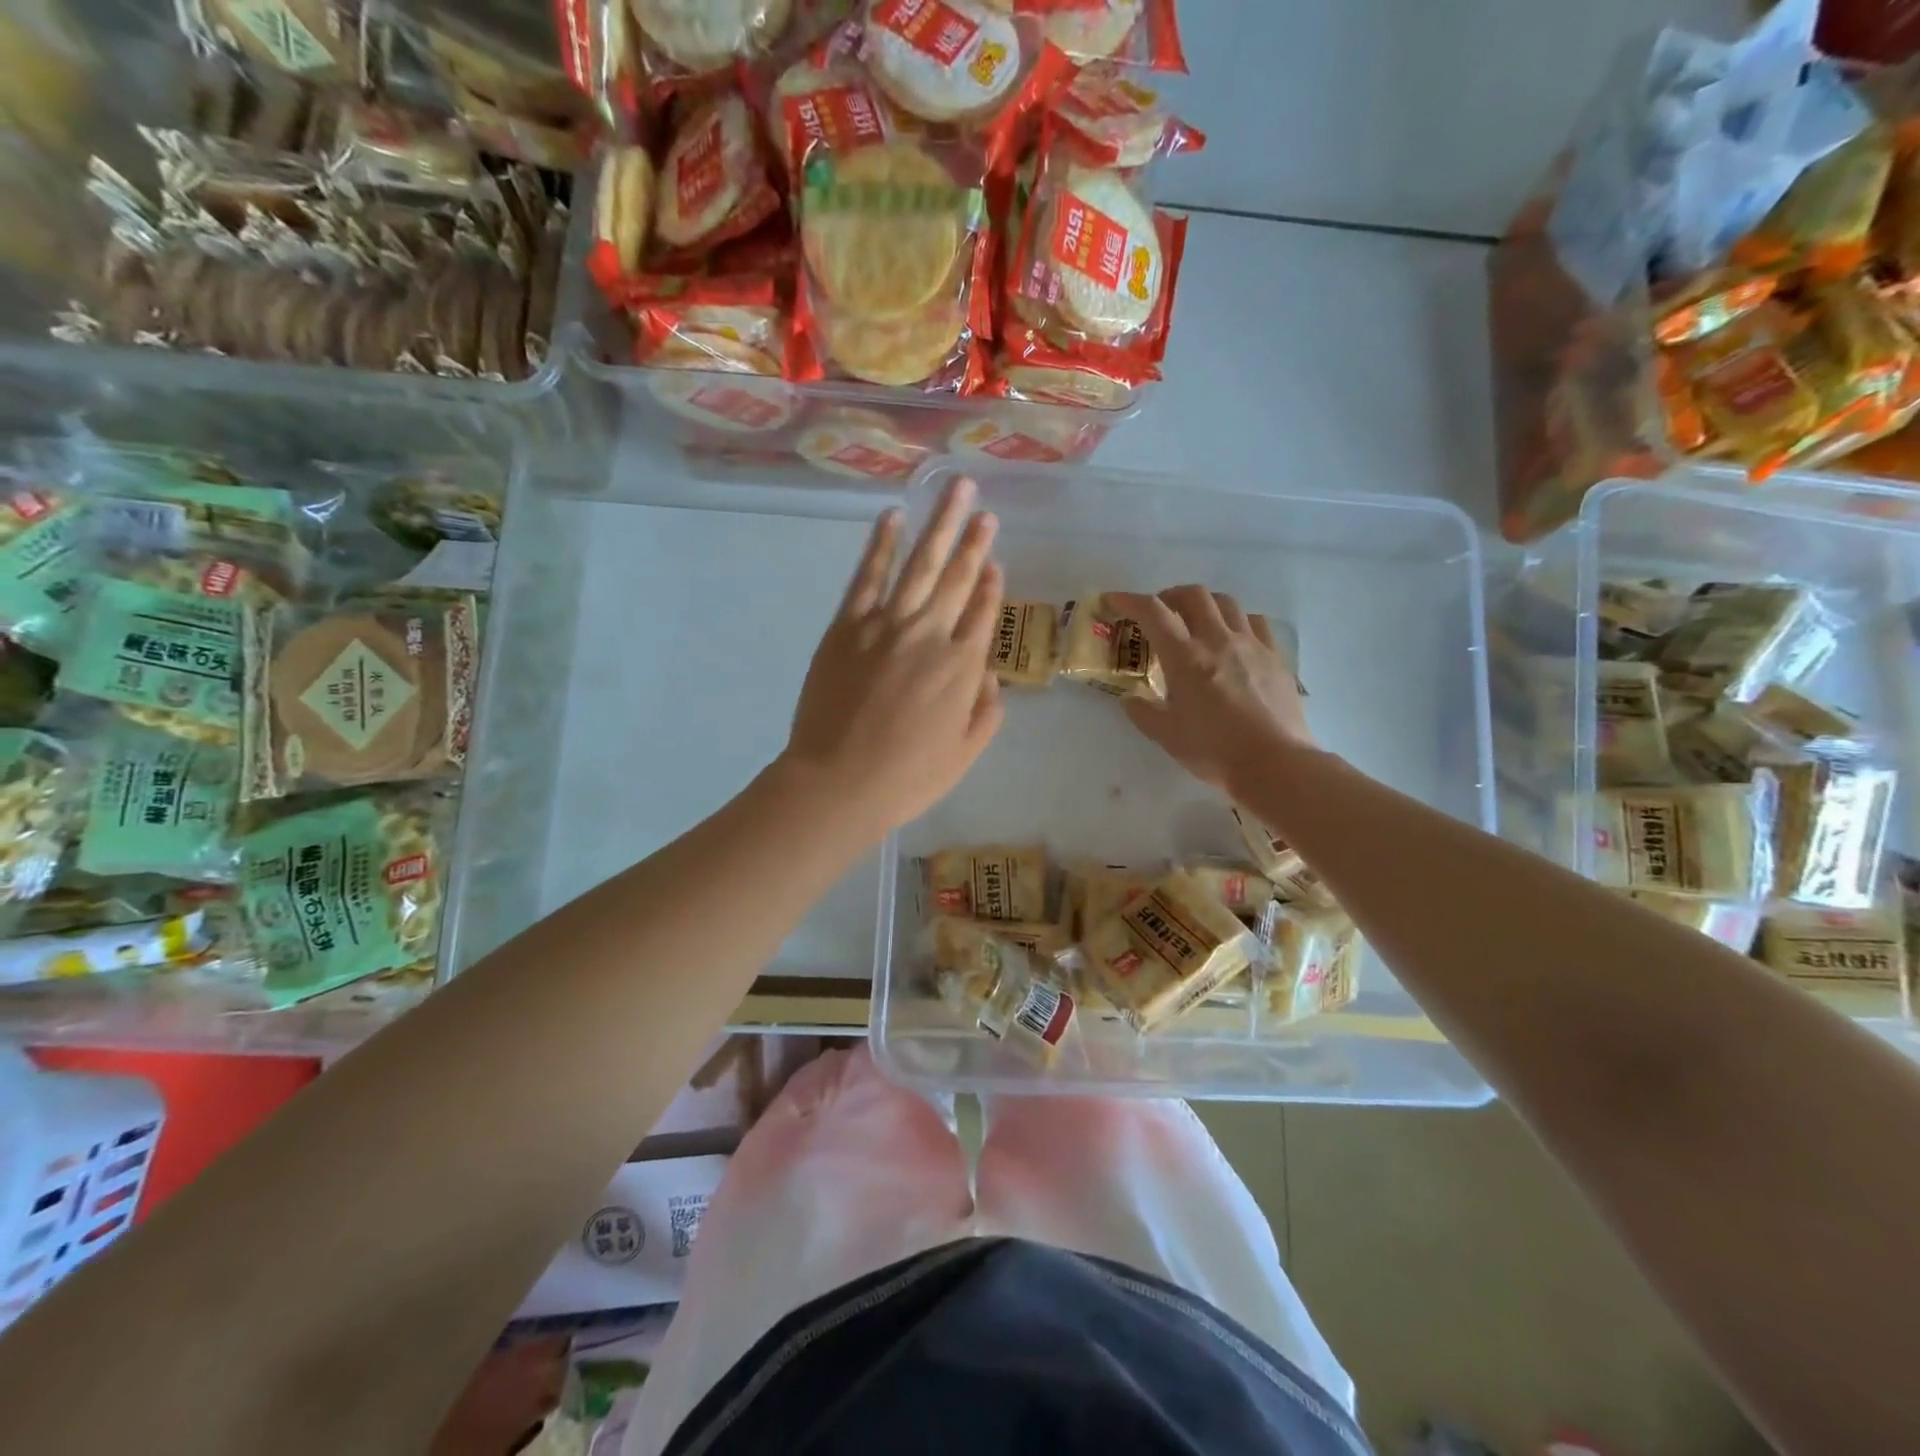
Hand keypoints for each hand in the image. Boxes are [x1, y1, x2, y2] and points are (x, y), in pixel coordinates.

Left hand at [783, 477, 1004, 836]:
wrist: (838, 782)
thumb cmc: (907, 777)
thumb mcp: (965, 754)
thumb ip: (986, 710)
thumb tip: (988, 672)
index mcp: (962, 667)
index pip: (983, 612)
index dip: (991, 583)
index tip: (995, 559)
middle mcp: (930, 633)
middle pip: (957, 577)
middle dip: (973, 539)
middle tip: (983, 507)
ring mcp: (885, 624)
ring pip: (920, 564)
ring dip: (940, 525)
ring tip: (955, 490)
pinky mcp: (847, 625)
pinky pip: (867, 575)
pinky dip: (881, 544)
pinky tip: (892, 518)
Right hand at [1108, 586, 1314, 794]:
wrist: (1275, 764)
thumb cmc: (1214, 750)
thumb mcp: (1166, 735)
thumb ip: (1143, 712)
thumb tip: (1130, 699)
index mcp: (1185, 657)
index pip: (1153, 612)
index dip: (1129, 600)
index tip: (1113, 600)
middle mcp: (1218, 640)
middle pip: (1193, 595)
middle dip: (1169, 596)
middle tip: (1159, 613)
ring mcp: (1251, 645)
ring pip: (1226, 602)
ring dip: (1204, 603)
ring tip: (1196, 621)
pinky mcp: (1275, 657)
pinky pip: (1255, 623)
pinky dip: (1236, 620)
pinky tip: (1233, 638)